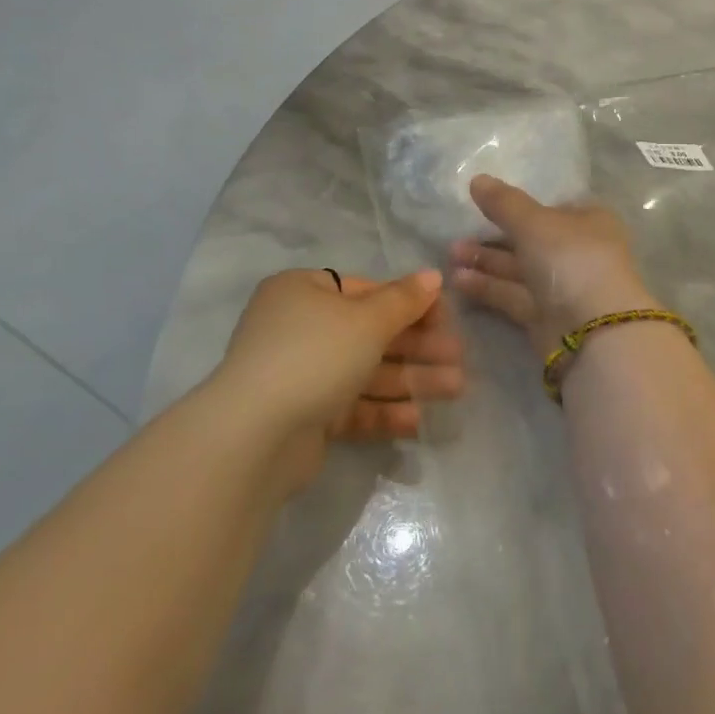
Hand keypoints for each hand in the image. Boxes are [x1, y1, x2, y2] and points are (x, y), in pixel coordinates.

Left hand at [214, 269, 464, 488]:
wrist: (254, 437)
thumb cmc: (315, 356)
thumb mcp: (367, 320)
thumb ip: (404, 300)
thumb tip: (433, 276)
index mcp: (304, 292)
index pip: (366, 291)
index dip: (409, 304)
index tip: (446, 318)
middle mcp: (299, 329)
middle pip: (371, 334)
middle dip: (418, 347)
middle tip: (459, 357)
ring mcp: (301, 375)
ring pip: (367, 372)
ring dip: (411, 379)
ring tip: (456, 389)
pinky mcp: (305, 417)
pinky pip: (352, 407)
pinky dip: (384, 410)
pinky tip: (419, 420)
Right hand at [450, 175, 653, 354]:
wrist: (593, 331)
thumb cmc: (571, 260)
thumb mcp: (535, 222)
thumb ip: (504, 202)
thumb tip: (477, 179)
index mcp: (588, 221)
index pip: (553, 208)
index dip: (522, 206)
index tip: (486, 205)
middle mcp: (577, 251)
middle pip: (531, 239)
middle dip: (494, 237)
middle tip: (456, 236)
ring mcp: (563, 286)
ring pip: (519, 269)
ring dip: (486, 261)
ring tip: (450, 255)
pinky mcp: (546, 316)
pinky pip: (513, 295)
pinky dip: (488, 287)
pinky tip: (457, 280)